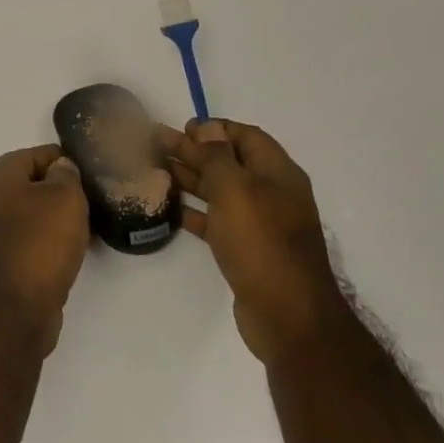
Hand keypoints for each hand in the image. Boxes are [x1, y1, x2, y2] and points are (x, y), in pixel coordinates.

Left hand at [0, 144, 90, 353]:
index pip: (35, 154)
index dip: (65, 161)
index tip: (90, 175)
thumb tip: (61, 169)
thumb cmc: (40, 242)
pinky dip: (46, 241)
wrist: (14, 308)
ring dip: (54, 219)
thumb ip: (66, 175)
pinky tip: (69, 251)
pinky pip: (27, 239)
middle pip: (30, 184)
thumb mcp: (65, 197)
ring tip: (86, 228)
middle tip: (91, 202)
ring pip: (29, 213)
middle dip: (60, 191)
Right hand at [159, 119, 346, 365]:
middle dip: (194, 151)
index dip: (215, 128)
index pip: (246, 136)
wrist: (288, 314)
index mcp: (277, 173)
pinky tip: (170, 208)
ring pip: (220, 191)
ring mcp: (260, 223)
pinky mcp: (246, 249)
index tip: (182, 127)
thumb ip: (218, 156)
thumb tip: (208, 128)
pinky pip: (217, 220)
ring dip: (190, 178)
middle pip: (228, 162)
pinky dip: (194, 211)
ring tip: (155, 169)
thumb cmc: (261, 242)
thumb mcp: (236, 190)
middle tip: (155, 143)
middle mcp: (271, 194)